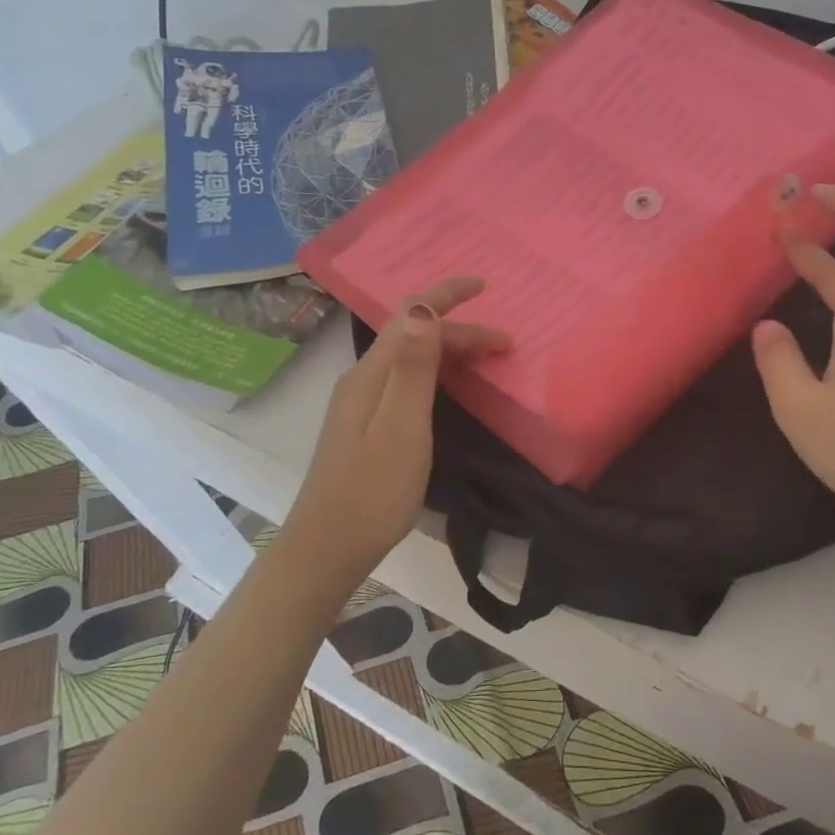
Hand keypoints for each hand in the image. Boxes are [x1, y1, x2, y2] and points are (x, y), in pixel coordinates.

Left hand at [286, 278, 509, 580]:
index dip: (446, 295)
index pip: (410, 314)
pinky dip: (436, 371)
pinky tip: (450, 387)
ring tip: (487, 358)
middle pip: (413, 336)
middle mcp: (363, 379)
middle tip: (506, 346)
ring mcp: (361, 403)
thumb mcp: (402, 427)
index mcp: (371, 374)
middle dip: (460, 330)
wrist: (328, 549)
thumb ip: (413, 367)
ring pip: (410, 357)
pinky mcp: (366, 424)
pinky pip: (406, 379)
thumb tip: (423, 307)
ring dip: (449, 349)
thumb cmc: (373, 491)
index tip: (484, 285)